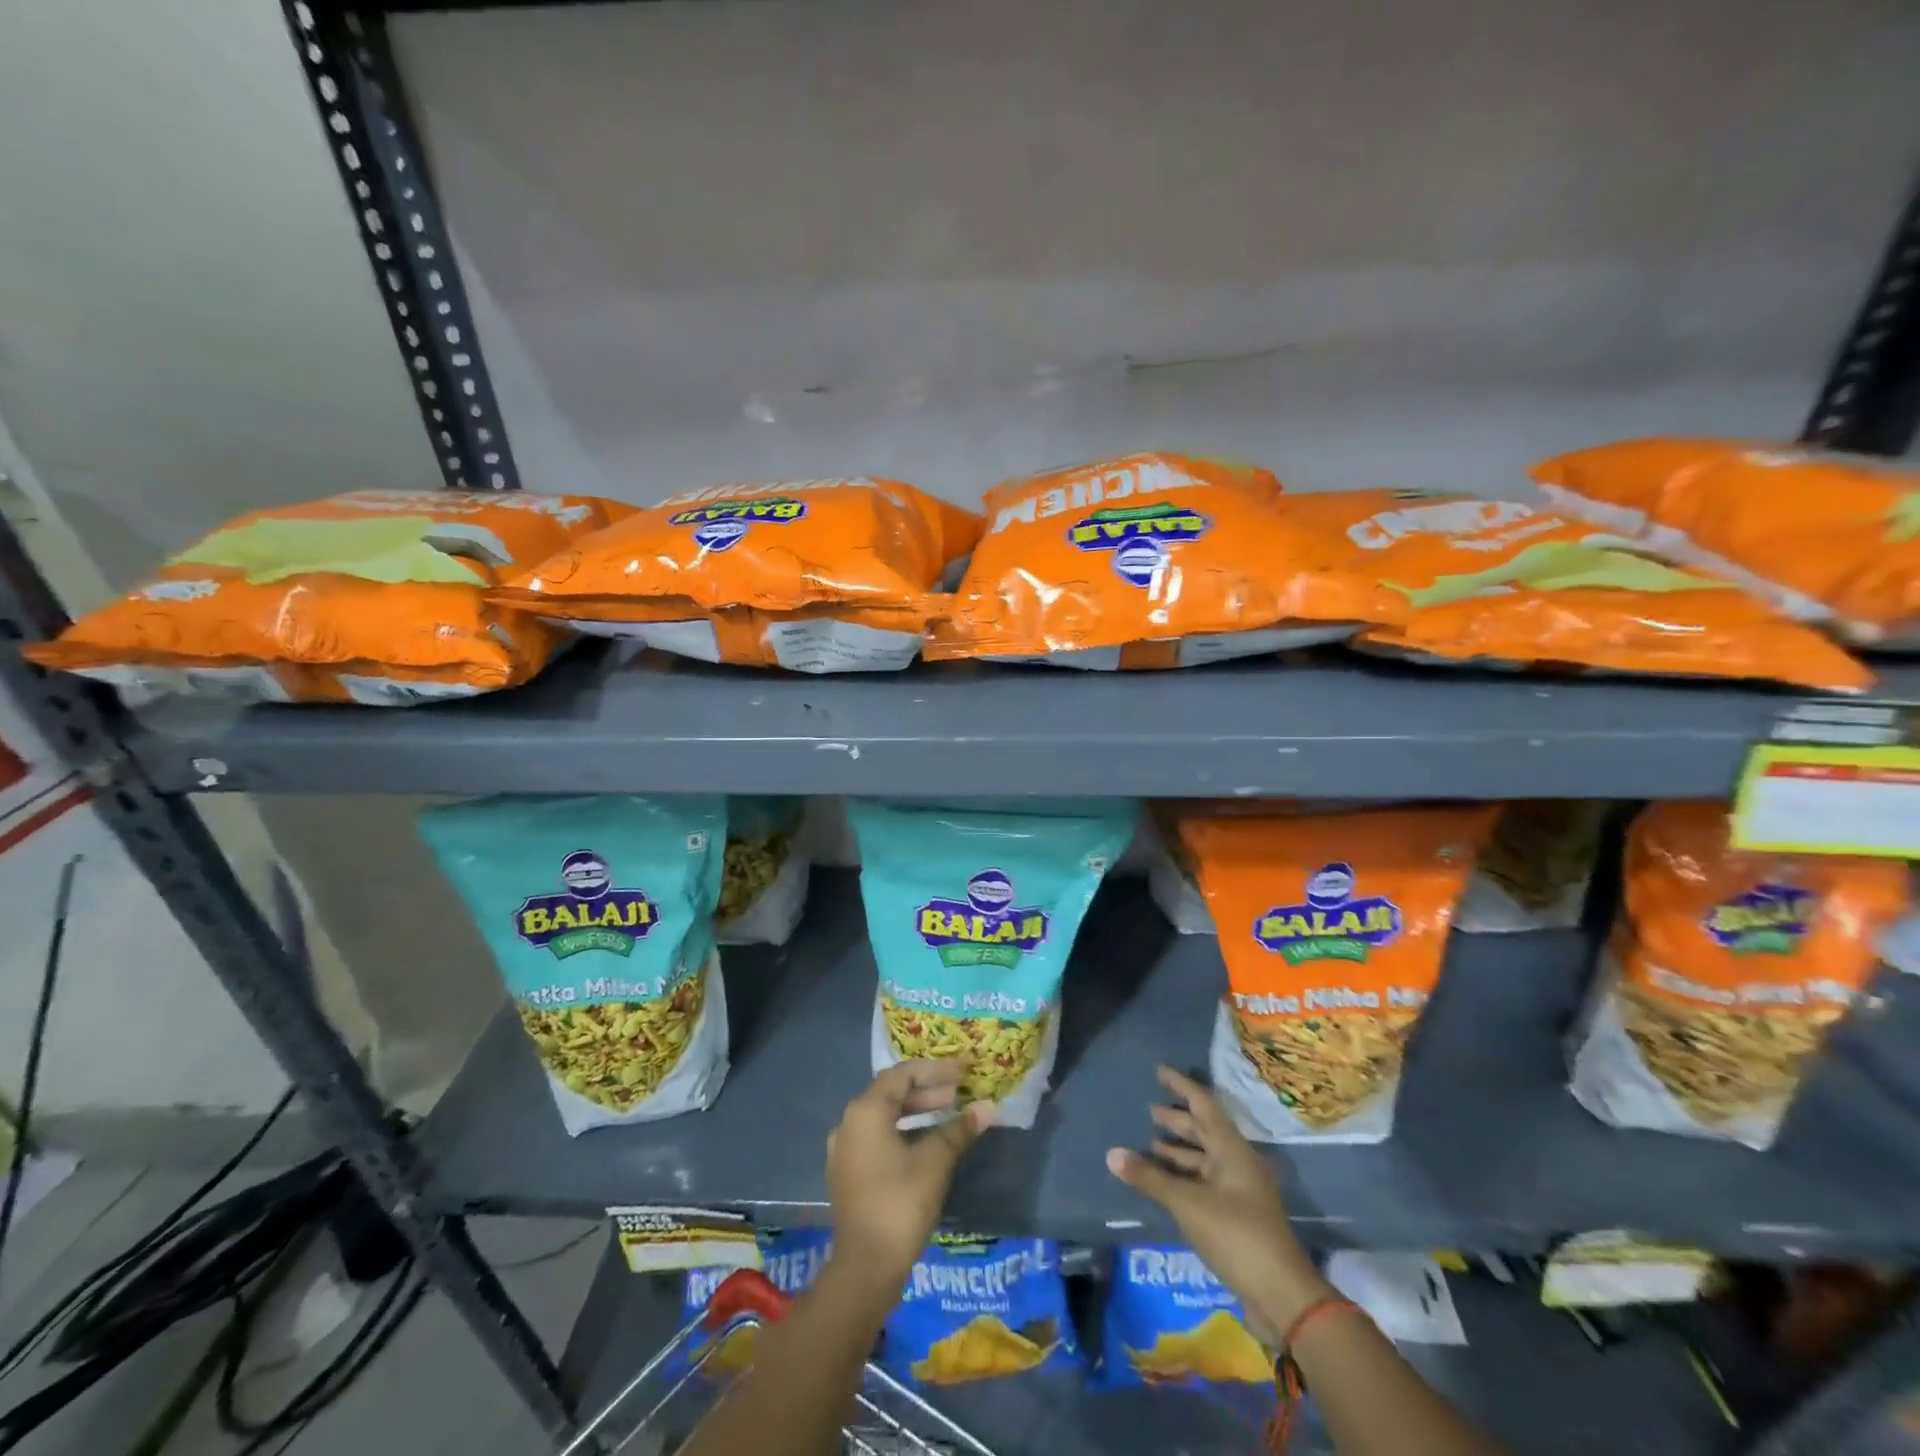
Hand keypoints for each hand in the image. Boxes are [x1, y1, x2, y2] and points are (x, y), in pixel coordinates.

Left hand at [827, 1061, 993, 1279]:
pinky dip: (902, 1132)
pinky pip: (876, 1138)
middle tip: (957, 1094)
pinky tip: (925, 1144)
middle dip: (926, 1091)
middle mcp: (849, 1123)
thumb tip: (989, 1108)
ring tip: (947, 1115)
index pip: (902, 1075)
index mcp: (866, 1111)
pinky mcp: (848, 1173)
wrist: (865, 1268)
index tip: (961, 1072)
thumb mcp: (935, 1162)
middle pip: (890, 1094)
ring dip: (915, 1112)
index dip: (934, 1070)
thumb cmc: (900, 1203)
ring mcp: (844, 1150)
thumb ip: (960, 1130)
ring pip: (883, 1117)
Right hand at [1106, 1066, 1328, 1336]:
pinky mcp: (1237, 1216)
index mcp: (1232, 1150)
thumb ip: (1150, 1178)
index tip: (1159, 1071)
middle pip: (1204, 1131)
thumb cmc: (1236, 1235)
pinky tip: (1164, 1182)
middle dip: (1177, 1121)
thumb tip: (1112, 1154)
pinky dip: (1183, 1176)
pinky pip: (1205, 1182)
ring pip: (1204, 1159)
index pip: (1203, 1105)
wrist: (1281, 1296)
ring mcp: (1240, 1191)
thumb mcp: (1188, 1203)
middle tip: (1149, 1111)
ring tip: (1150, 1144)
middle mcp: (1238, 1163)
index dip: (1181, 1086)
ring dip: (1179, 1151)